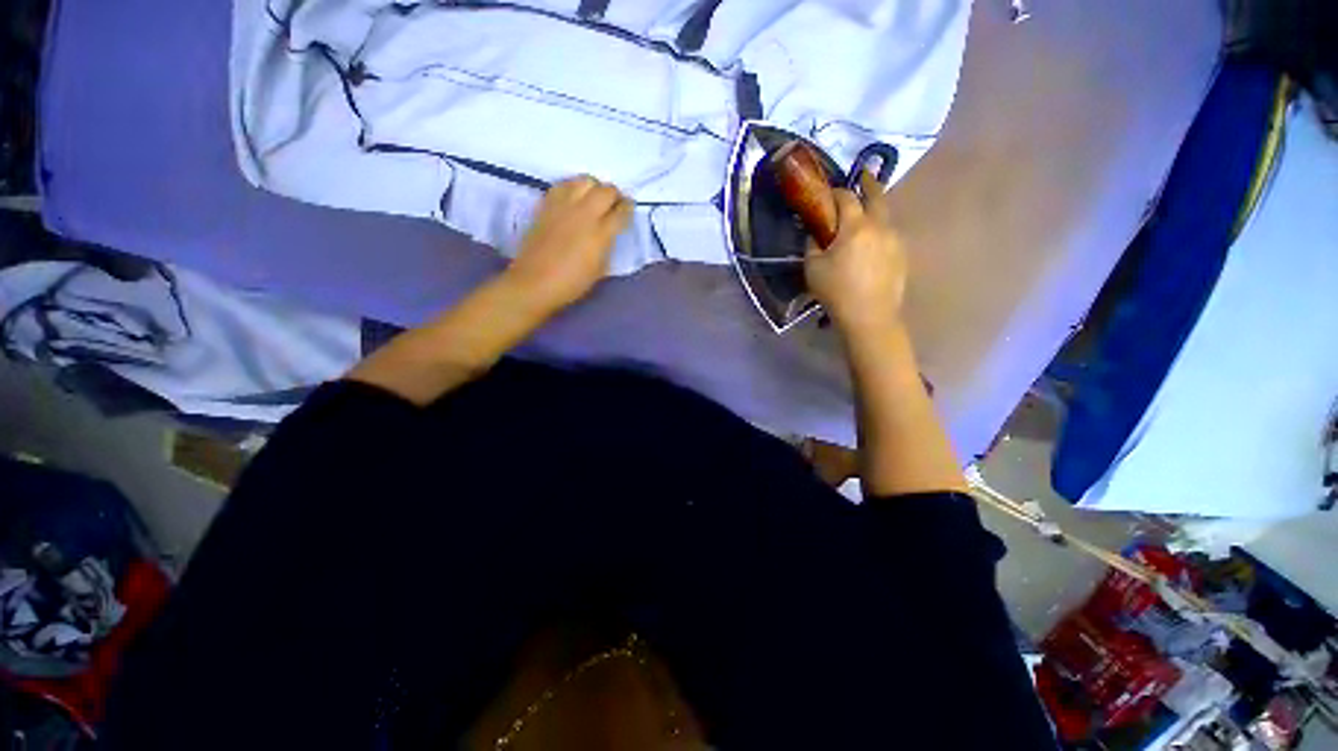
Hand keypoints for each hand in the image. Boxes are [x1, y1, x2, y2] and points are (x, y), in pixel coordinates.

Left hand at [503, 176, 632, 315]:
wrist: (534, 282)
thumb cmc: (571, 283)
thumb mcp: (599, 269)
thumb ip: (607, 246)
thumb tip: (610, 233)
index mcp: (600, 234)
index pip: (621, 211)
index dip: (628, 209)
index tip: (628, 211)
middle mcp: (584, 214)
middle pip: (606, 190)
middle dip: (615, 195)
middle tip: (614, 204)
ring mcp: (563, 206)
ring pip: (586, 180)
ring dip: (594, 187)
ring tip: (594, 197)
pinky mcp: (546, 204)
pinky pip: (564, 184)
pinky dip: (573, 187)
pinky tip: (574, 198)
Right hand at [804, 170, 907, 339]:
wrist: (869, 316)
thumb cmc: (836, 291)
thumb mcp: (813, 268)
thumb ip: (813, 244)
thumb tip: (816, 233)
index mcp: (855, 227)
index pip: (845, 197)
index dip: (835, 191)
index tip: (827, 192)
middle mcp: (880, 226)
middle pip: (877, 196)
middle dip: (869, 183)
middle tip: (864, 175)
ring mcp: (895, 240)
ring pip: (886, 215)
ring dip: (875, 209)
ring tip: (865, 215)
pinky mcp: (902, 255)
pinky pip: (890, 234)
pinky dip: (880, 230)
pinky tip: (871, 244)